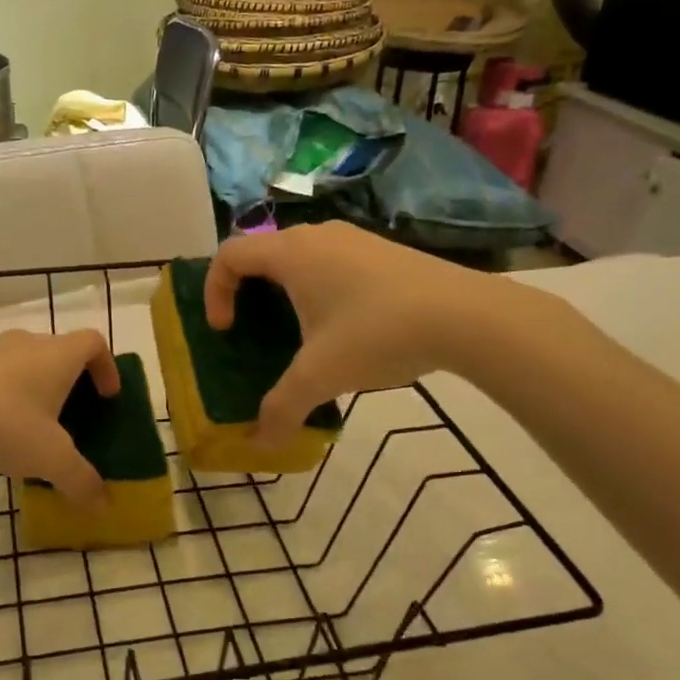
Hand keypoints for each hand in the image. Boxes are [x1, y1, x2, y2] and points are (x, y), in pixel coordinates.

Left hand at [0, 329, 119, 509]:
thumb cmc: (1, 422)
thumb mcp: (48, 458)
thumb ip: (80, 480)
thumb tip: (104, 505)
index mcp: (58, 355)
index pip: (94, 343)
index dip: (107, 367)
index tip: (107, 397)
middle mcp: (28, 343)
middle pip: (61, 353)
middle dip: (71, 384)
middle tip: (71, 420)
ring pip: (26, 363)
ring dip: (36, 389)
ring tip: (30, 429)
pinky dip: (4, 394)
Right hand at [204, 222, 560, 445]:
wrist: (466, 315)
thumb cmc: (377, 333)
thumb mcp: (321, 376)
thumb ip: (282, 408)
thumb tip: (260, 443)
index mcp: (290, 253)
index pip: (229, 255)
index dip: (214, 291)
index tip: (225, 330)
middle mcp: (316, 235)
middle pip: (262, 254)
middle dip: (247, 293)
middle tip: (253, 331)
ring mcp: (353, 238)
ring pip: (299, 257)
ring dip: (285, 291)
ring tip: (299, 333)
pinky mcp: (382, 250)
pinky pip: (331, 262)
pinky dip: (318, 288)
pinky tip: (345, 328)